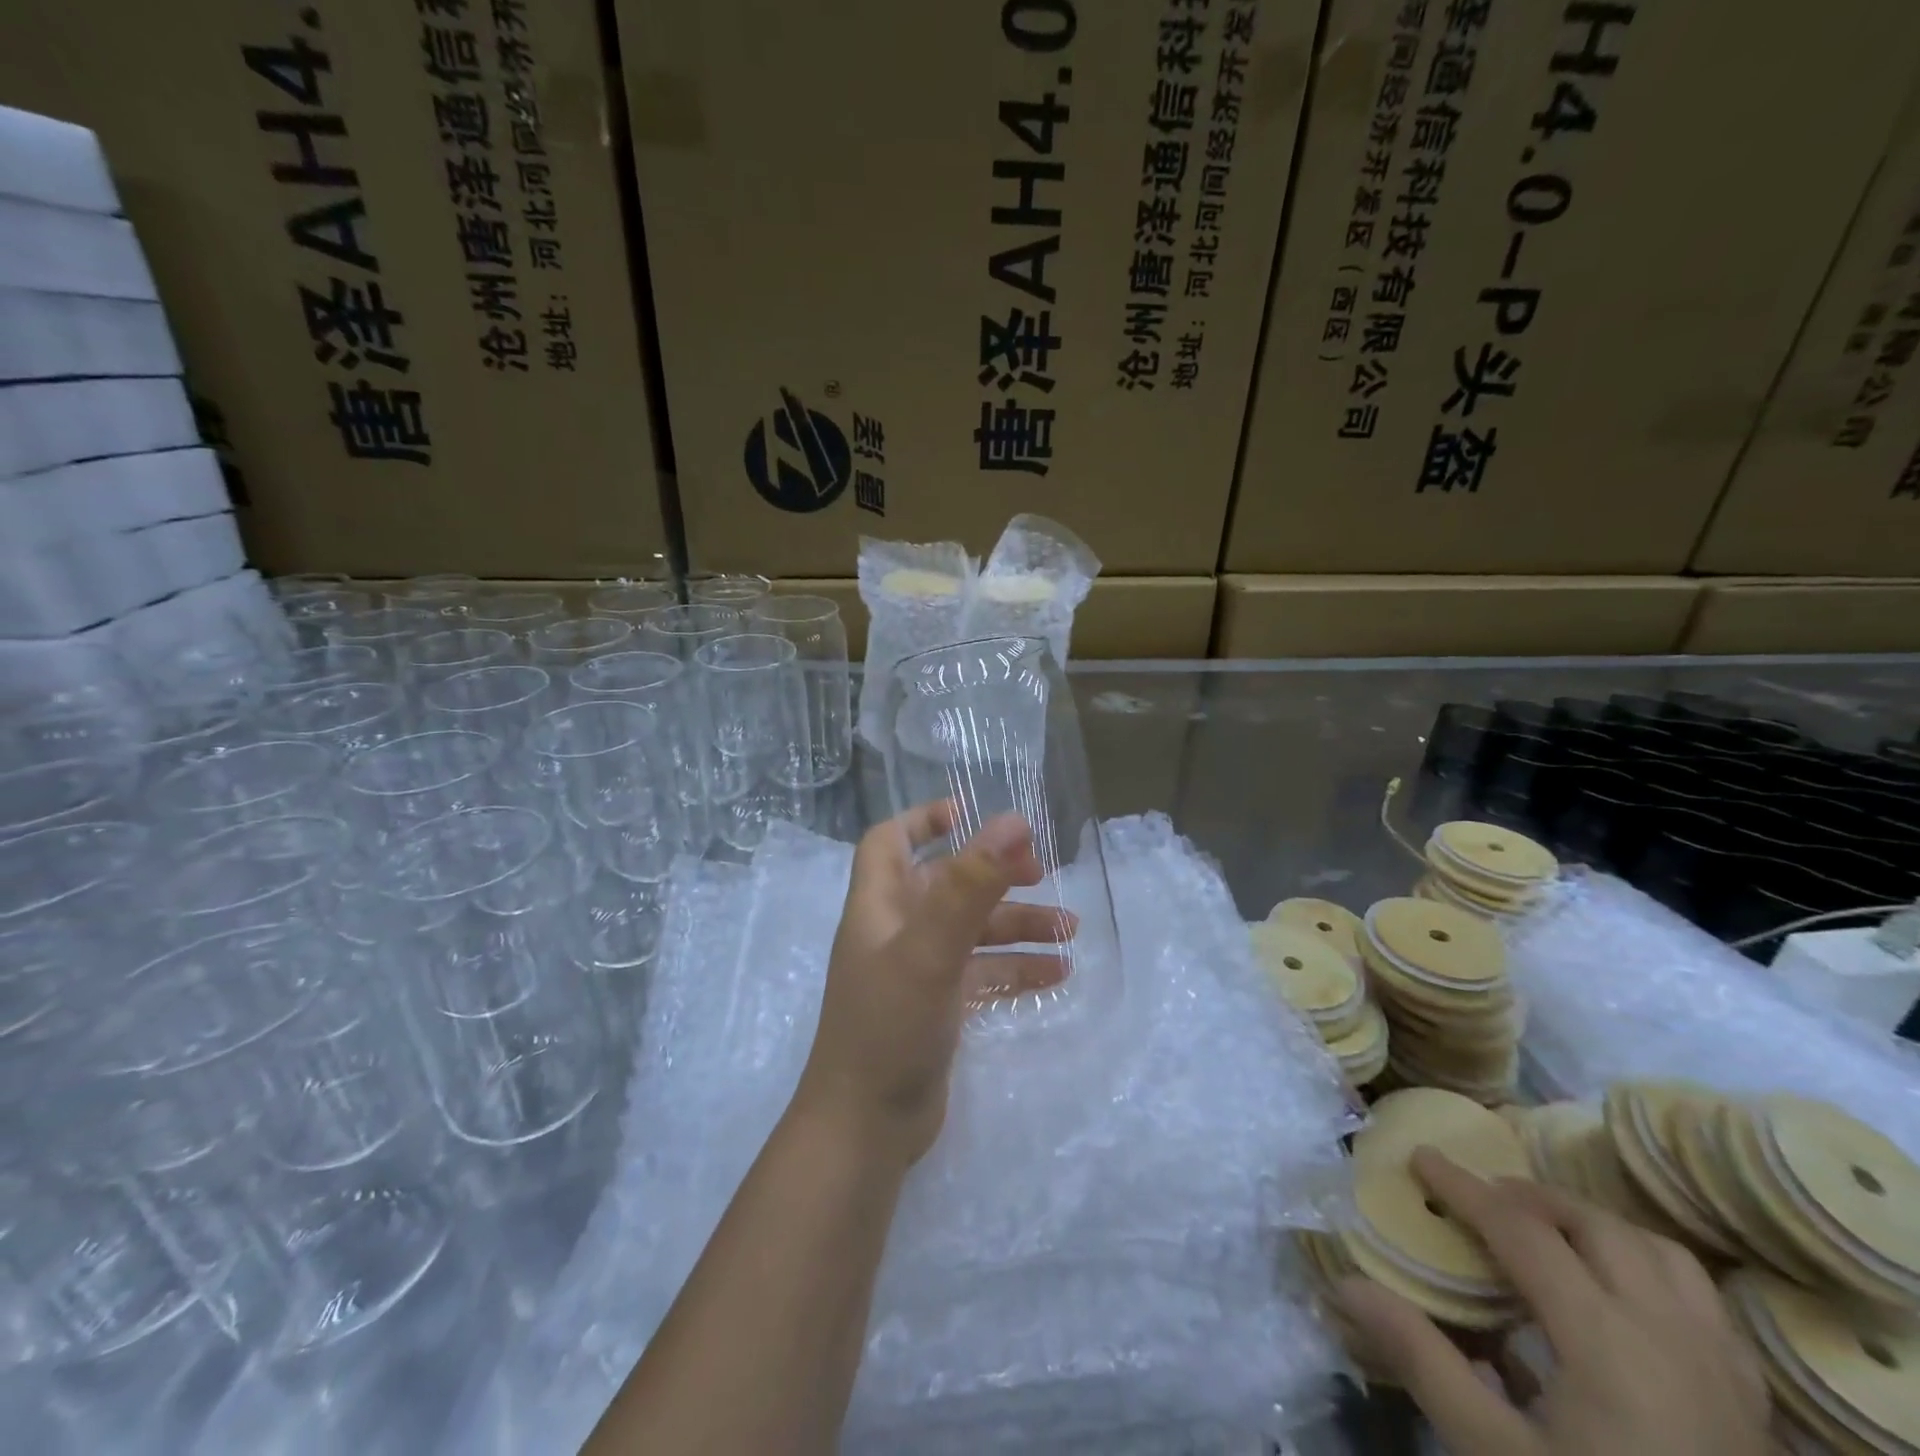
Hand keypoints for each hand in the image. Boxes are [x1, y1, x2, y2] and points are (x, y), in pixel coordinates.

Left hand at [793, 801, 1072, 1167]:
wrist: (866, 1128)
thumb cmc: (889, 1025)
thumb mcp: (931, 948)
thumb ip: (970, 885)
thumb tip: (1014, 822)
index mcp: (879, 905)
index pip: (888, 842)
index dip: (922, 820)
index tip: (969, 812)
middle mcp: (896, 931)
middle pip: (946, 885)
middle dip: (993, 874)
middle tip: (1041, 872)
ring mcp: (918, 972)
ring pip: (972, 931)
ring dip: (1018, 925)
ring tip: (1070, 928)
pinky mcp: (938, 1008)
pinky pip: (982, 974)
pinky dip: (1016, 968)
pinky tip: (1059, 974)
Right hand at [1336, 1149, 1770, 1455]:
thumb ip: (1423, 1362)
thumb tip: (1346, 1283)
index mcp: (1606, 1340)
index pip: (1522, 1230)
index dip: (1464, 1188)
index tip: (1419, 1158)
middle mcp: (1670, 1335)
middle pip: (1597, 1226)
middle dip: (1529, 1197)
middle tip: (1479, 1199)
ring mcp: (1722, 1371)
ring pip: (1660, 1254)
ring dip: (1594, 1225)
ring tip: (1547, 1233)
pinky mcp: (1751, 1408)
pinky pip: (1701, 1304)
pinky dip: (1649, 1270)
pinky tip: (1619, 1297)